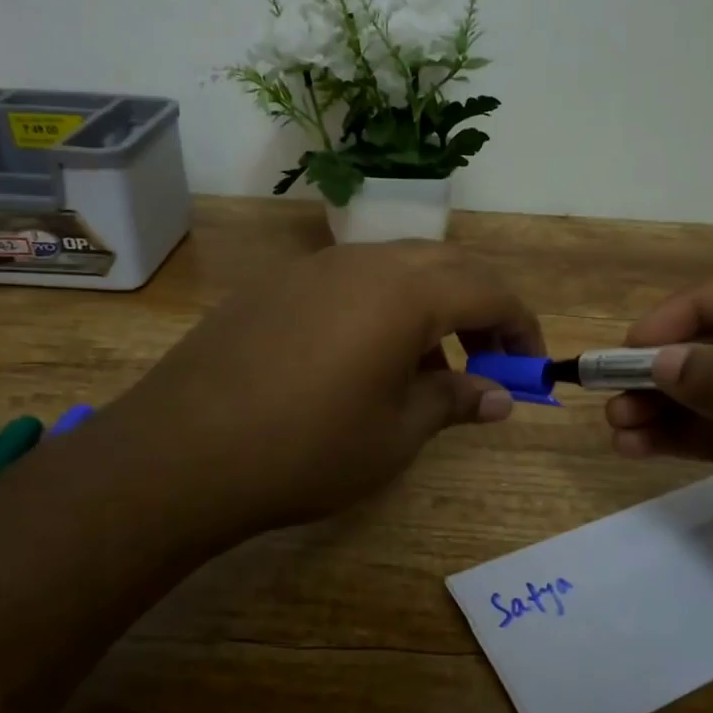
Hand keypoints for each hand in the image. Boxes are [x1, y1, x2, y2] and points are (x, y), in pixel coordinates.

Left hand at [101, 242, 542, 541]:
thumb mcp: (396, 434)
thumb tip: (500, 397)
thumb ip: (455, 402)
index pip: (490, 291)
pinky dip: (382, 308)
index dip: (521, 327)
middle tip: (486, 361)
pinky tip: (364, 360)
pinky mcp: (279, 284)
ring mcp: (316, 267)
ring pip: (398, 268)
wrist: (183, 451)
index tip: (530, 367)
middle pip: (447, 266)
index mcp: (407, 291)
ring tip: (426, 369)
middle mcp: (366, 262)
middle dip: (480, 309)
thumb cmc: (308, 447)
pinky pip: (352, 281)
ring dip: (430, 307)